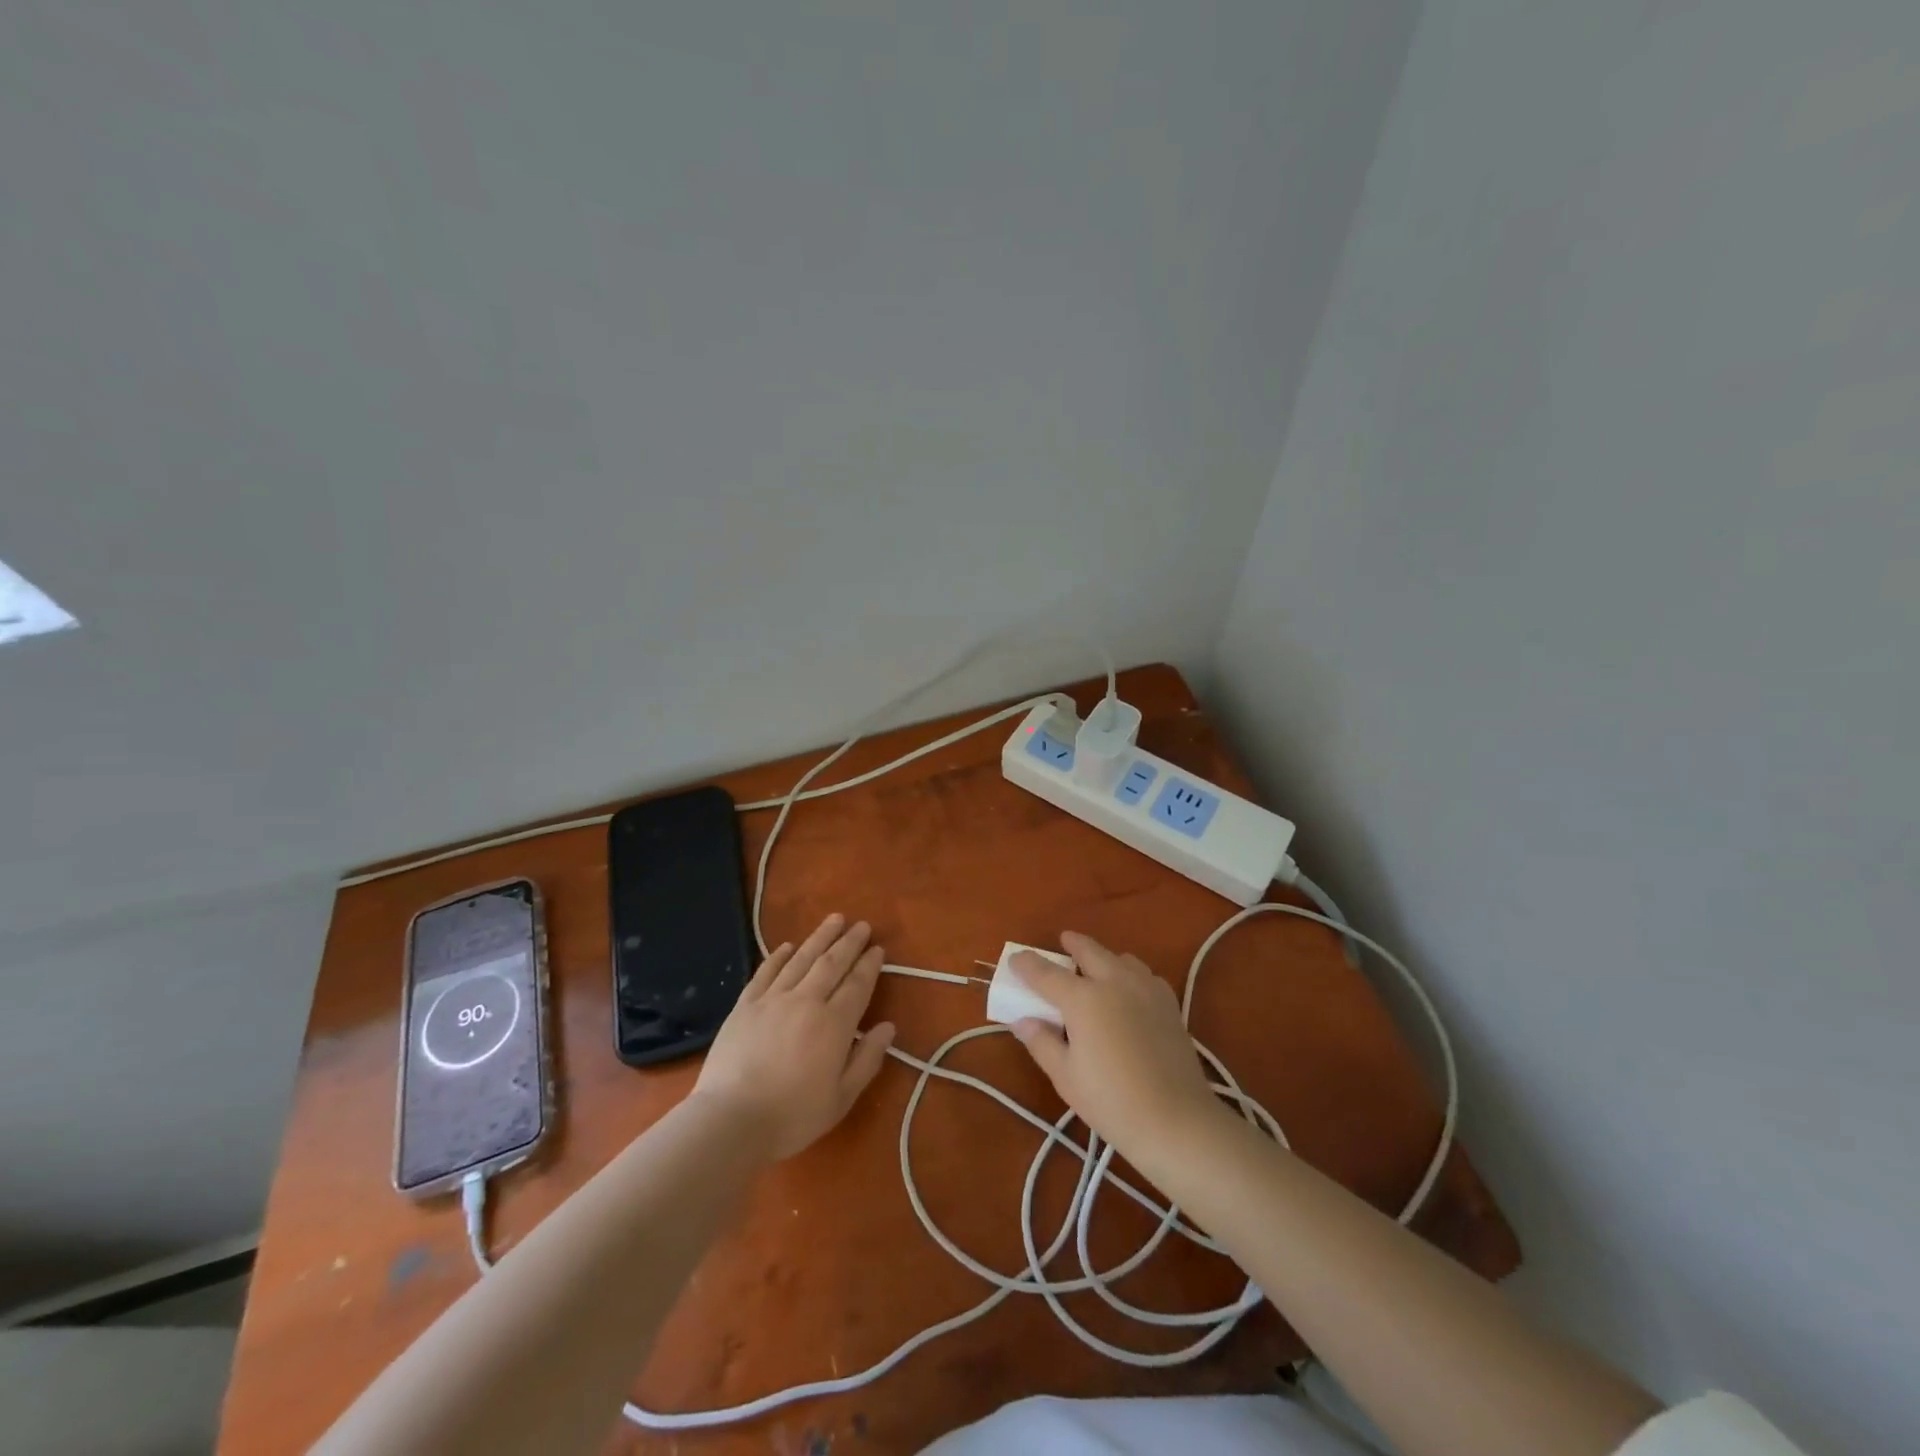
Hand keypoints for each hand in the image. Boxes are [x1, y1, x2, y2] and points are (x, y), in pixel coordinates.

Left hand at [692, 914, 896, 1161]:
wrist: (730, 1120)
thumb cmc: (792, 1116)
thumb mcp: (841, 1098)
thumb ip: (867, 1059)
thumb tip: (888, 1027)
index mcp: (834, 1024)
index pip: (857, 984)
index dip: (869, 965)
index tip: (878, 949)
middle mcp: (806, 1001)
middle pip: (832, 963)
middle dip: (849, 942)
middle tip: (862, 925)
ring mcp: (772, 999)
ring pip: (801, 959)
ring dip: (820, 937)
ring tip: (834, 919)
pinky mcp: (745, 1005)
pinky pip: (765, 972)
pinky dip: (778, 956)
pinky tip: (786, 946)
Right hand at [1010, 933, 1220, 1160]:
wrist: (1175, 1120)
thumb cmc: (1111, 1101)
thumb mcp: (1065, 1076)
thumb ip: (1041, 1042)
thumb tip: (1022, 1020)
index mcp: (1083, 999)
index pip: (1046, 973)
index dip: (1027, 965)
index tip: (1015, 960)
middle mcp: (1114, 982)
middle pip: (1089, 951)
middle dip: (1073, 943)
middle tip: (1063, 941)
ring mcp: (1146, 989)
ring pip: (1121, 959)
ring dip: (1104, 957)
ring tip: (1097, 967)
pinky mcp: (1169, 1003)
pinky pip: (1145, 975)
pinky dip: (1130, 973)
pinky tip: (1129, 991)